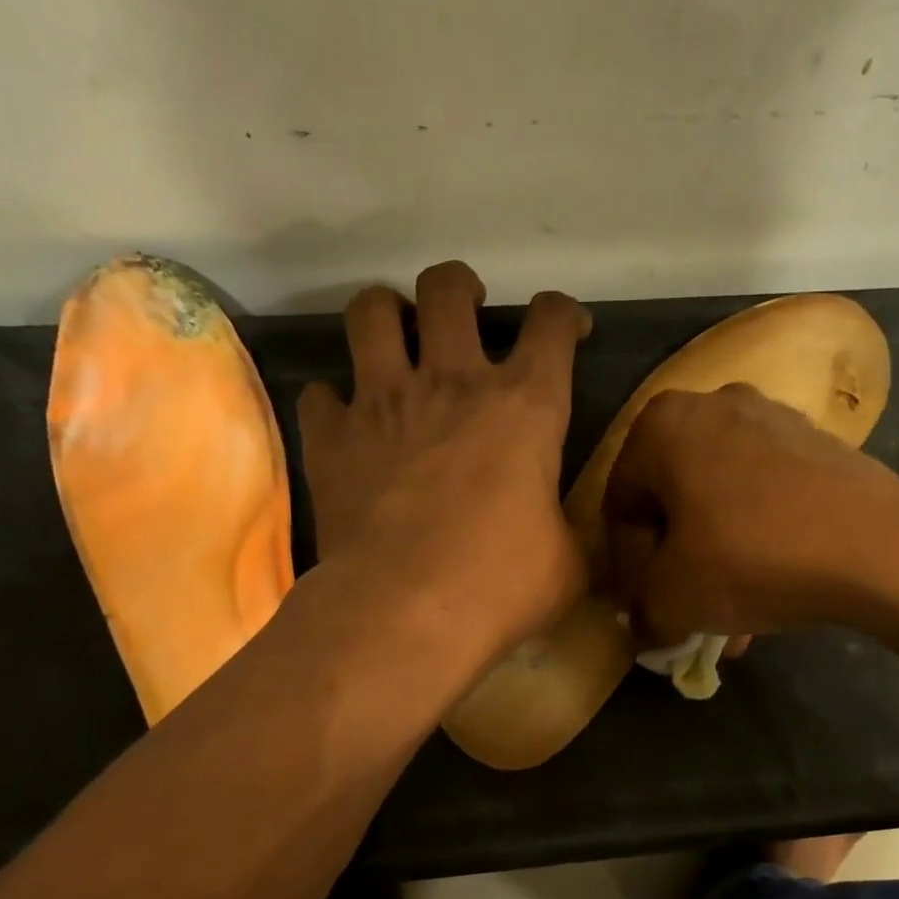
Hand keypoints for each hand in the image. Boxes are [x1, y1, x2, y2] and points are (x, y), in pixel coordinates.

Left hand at [299, 261, 591, 655]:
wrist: (406, 610)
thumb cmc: (501, 584)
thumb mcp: (567, 565)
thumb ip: (573, 536)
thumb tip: (578, 542)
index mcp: (525, 406)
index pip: (552, 324)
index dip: (565, 313)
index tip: (569, 327)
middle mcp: (453, 382)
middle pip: (448, 289)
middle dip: (460, 288)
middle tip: (464, 311)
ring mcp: (384, 402)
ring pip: (371, 312)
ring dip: (386, 314)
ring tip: (395, 338)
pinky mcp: (331, 437)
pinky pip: (320, 394)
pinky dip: (333, 402)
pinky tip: (345, 423)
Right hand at [601, 383, 898, 643]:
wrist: (878, 545)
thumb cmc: (750, 558)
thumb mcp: (672, 598)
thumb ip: (641, 609)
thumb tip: (643, 621)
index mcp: (661, 425)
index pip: (619, 505)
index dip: (626, 567)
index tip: (645, 607)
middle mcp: (712, 405)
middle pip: (672, 501)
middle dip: (675, 565)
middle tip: (684, 612)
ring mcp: (771, 418)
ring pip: (721, 503)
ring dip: (716, 561)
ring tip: (729, 618)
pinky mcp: (817, 443)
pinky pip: (765, 497)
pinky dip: (756, 542)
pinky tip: (768, 594)